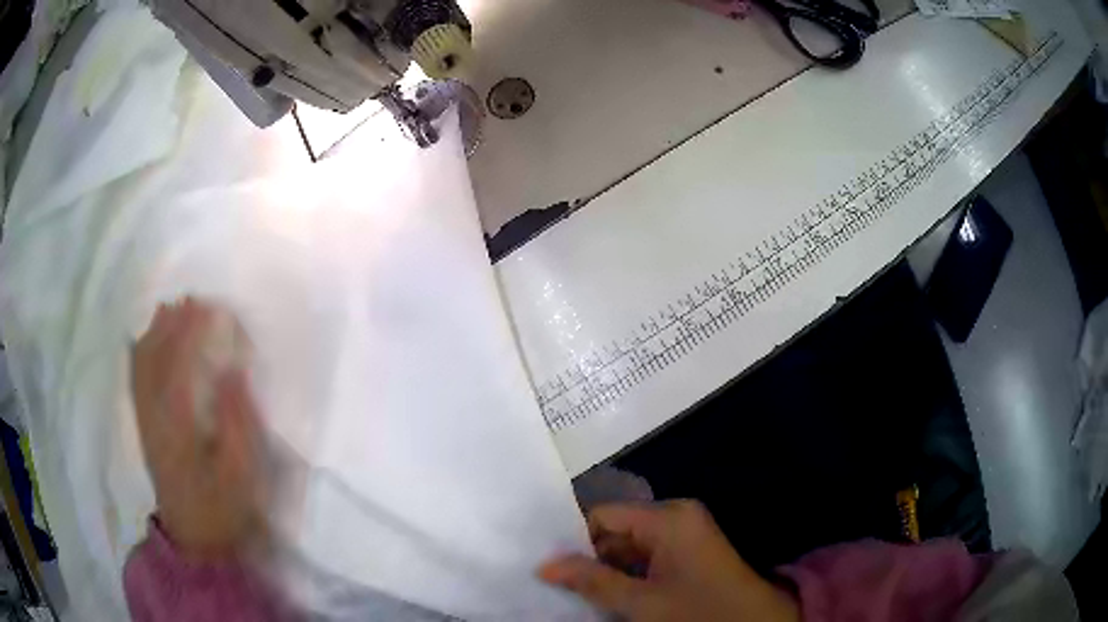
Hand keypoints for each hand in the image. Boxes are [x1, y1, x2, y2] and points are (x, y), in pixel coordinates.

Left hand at [131, 299, 264, 560]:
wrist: (196, 537)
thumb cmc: (225, 506)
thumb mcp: (243, 473)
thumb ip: (238, 421)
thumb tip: (233, 371)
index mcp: (179, 428)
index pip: (180, 366)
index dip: (193, 332)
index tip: (210, 307)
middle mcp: (154, 416)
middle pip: (155, 359)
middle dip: (172, 324)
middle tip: (191, 299)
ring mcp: (145, 421)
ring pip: (141, 366)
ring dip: (154, 333)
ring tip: (169, 308)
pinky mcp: (143, 427)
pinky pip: (135, 381)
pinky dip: (140, 353)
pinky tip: (146, 340)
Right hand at [539, 500, 798, 621]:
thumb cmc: (698, 612)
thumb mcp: (641, 602)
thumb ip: (592, 581)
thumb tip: (544, 565)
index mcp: (668, 517)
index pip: (604, 515)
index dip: (575, 540)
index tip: (551, 567)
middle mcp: (677, 516)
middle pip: (618, 530)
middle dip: (592, 558)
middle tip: (561, 585)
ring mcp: (686, 533)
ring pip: (631, 546)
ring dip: (610, 570)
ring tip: (582, 593)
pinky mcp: (691, 551)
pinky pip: (649, 556)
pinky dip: (630, 574)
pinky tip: (613, 596)